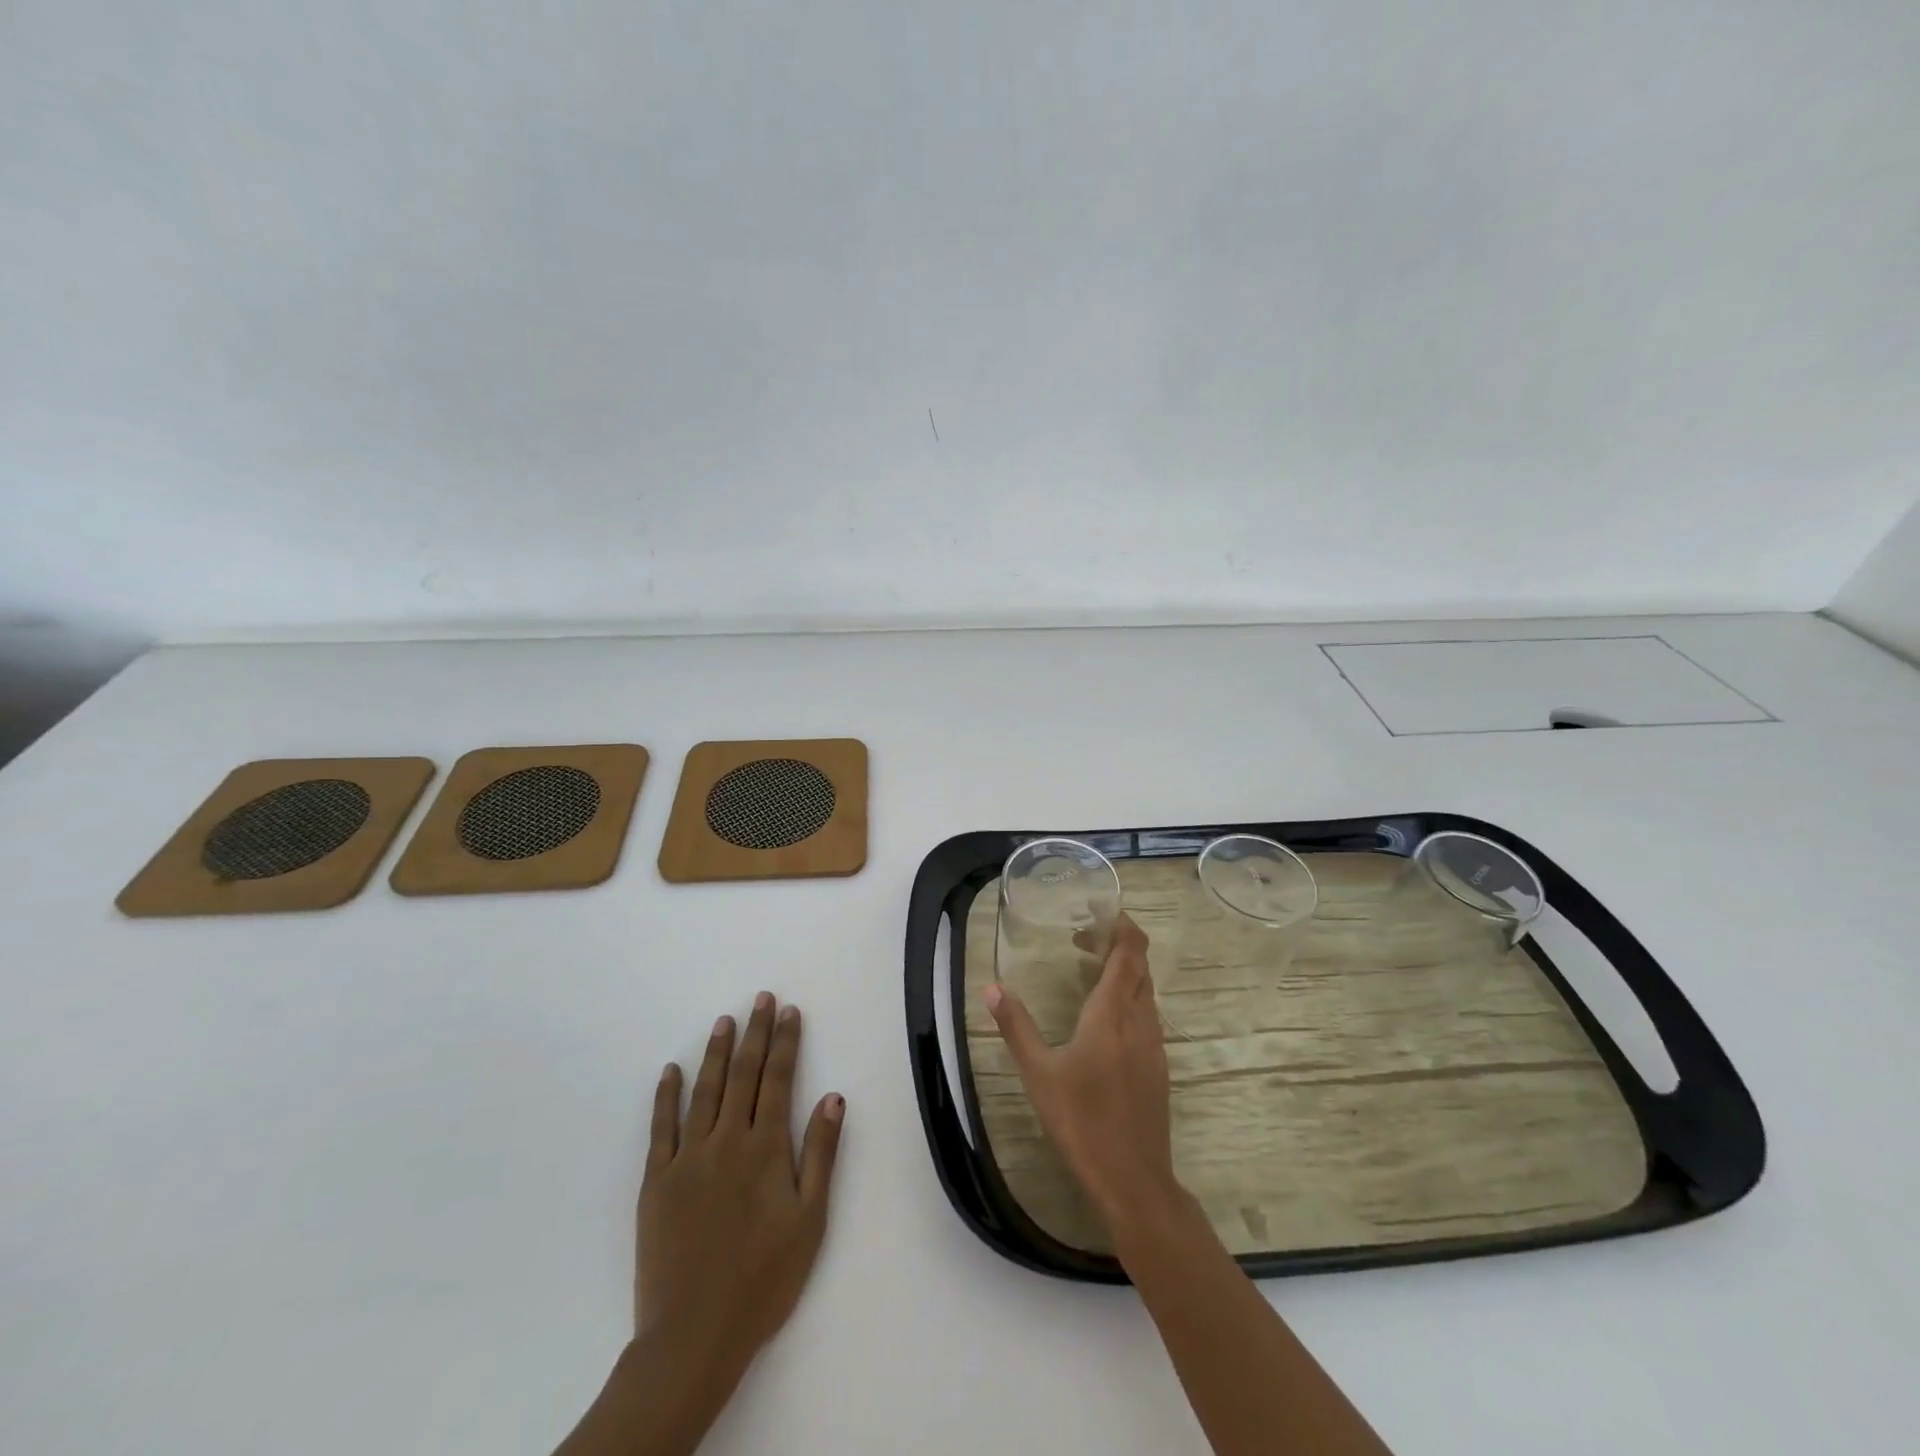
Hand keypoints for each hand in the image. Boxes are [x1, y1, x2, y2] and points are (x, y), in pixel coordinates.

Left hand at [638, 994, 845, 1378]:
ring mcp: (688, 1158)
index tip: (788, 1011)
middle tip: (761, 998)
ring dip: (716, 1052)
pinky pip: (662, 1127)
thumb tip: (833, 1096)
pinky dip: (666, 1096)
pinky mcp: (657, 1181)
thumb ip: (820, 1154)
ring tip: (724, 1020)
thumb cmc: (764, 1279)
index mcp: (766, 1149)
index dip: (785, 1042)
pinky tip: (671, 1070)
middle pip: (743, 1074)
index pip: (778, 1080)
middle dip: (754, 1033)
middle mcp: (727, 1141)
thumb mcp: (810, 1220)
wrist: (694, 1335)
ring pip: (705, 1091)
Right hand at [983, 914, 1177, 1222]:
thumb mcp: (1038, 1073)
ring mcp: (1154, 1044)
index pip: (1129, 953)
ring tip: (1090, 971)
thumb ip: (1016, 1026)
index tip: (1102, 910)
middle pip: (1140, 967)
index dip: (1122, 925)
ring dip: (1125, 971)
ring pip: (1146, 991)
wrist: (1133, 1178)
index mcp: (1111, 1014)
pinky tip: (1105, 1018)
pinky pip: (1147, 1015)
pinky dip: (1130, 998)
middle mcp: (1139, 1021)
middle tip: (1084, 938)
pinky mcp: (1158, 1065)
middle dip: (1118, 944)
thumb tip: (993, 988)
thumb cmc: (1081, 1121)